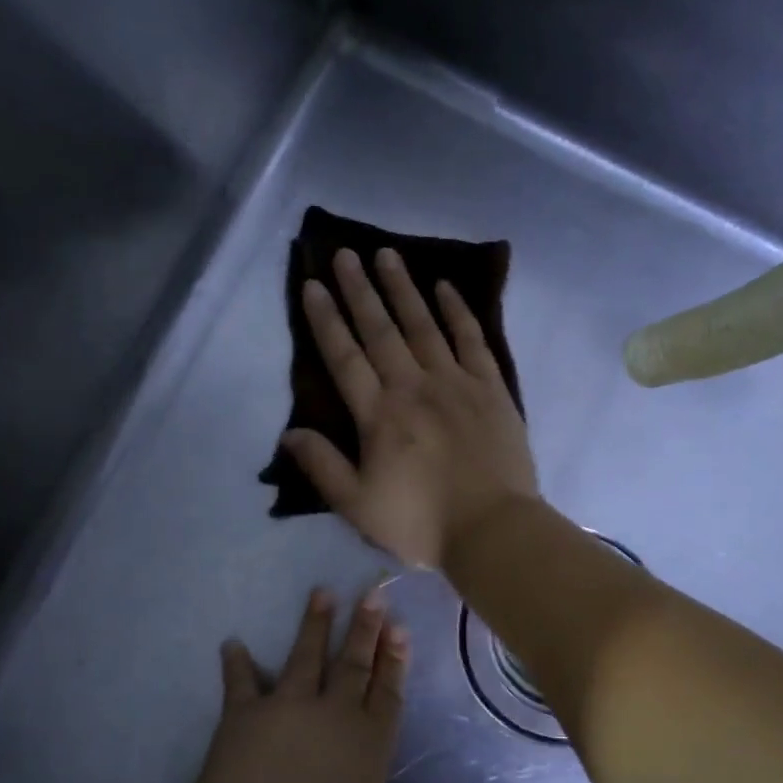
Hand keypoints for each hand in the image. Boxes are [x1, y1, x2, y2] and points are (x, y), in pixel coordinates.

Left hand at [179, 588, 407, 782]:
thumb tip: (331, 780)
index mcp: (369, 749)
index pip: (388, 693)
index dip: (395, 660)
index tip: (399, 629)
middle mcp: (336, 718)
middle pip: (355, 664)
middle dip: (366, 628)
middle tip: (373, 594)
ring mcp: (290, 709)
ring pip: (307, 656)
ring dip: (315, 623)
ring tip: (321, 593)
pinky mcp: (244, 714)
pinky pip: (242, 680)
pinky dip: (237, 662)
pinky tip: (233, 644)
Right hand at [283, 247, 539, 568]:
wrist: (493, 530)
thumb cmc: (422, 523)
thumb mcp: (358, 506)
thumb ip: (323, 467)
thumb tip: (289, 433)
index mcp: (379, 416)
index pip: (345, 358)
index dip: (326, 320)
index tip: (312, 285)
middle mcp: (414, 387)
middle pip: (381, 331)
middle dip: (360, 290)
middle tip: (345, 252)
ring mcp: (456, 383)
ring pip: (424, 325)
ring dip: (403, 289)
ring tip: (387, 255)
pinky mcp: (491, 389)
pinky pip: (472, 340)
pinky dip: (458, 312)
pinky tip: (445, 287)